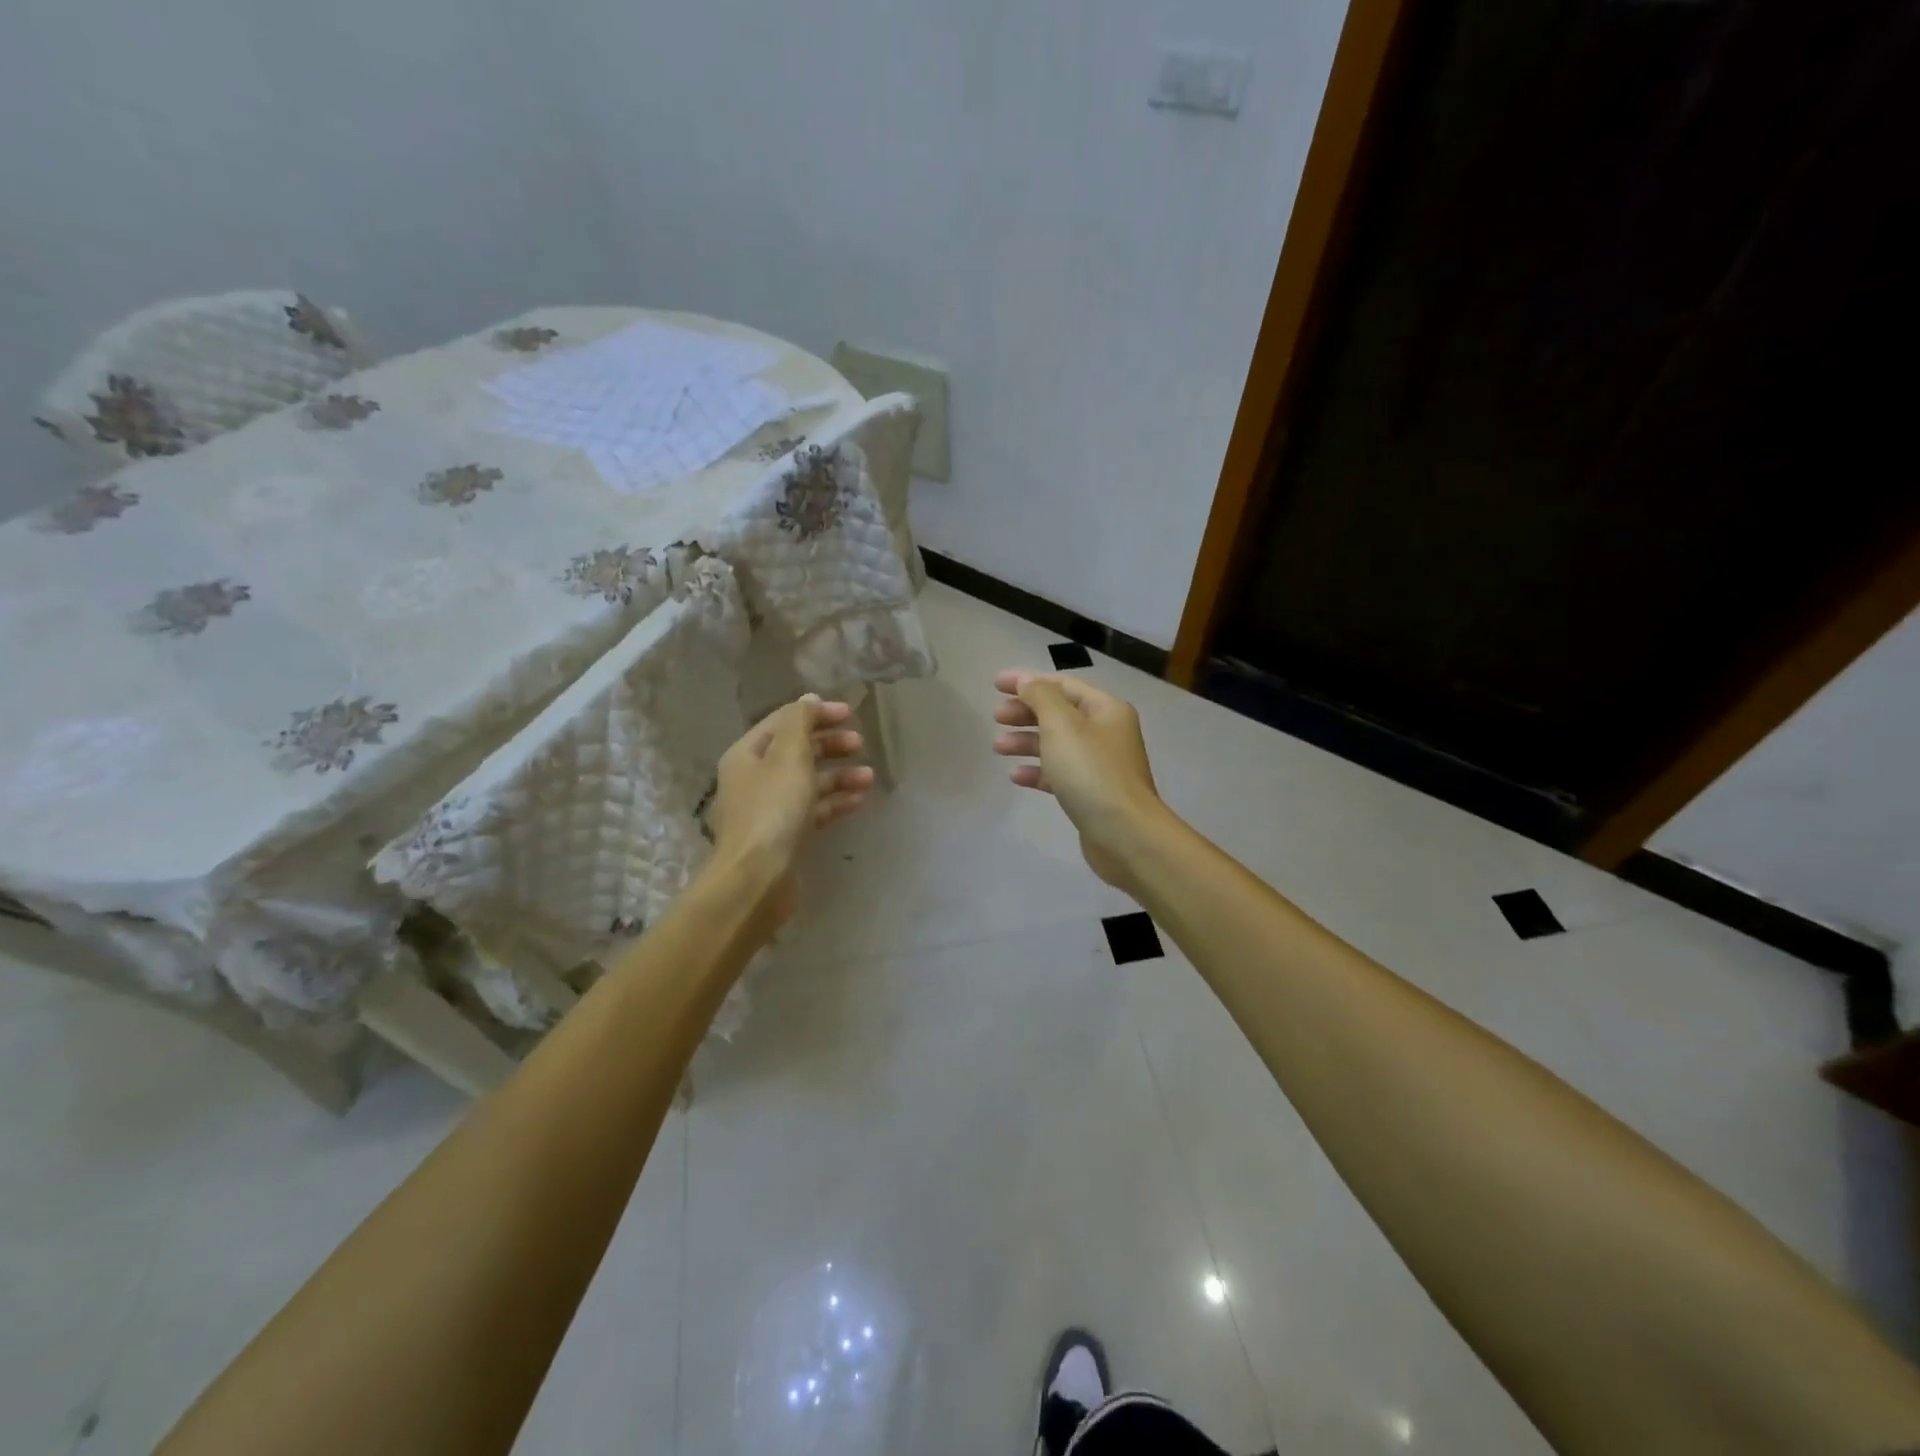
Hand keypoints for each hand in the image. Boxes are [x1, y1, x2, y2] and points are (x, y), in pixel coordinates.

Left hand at [707, 694, 873, 929]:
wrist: (757, 877)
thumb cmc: (773, 809)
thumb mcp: (789, 755)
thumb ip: (801, 722)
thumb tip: (808, 699)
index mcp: (747, 754)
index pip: (783, 722)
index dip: (816, 714)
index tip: (850, 714)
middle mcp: (754, 778)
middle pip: (796, 751)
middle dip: (829, 744)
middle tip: (859, 743)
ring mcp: (769, 809)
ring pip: (808, 782)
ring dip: (838, 775)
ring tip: (869, 776)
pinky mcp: (784, 835)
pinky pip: (813, 810)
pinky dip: (835, 802)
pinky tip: (859, 800)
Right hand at [991, 670, 1165, 889]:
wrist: (1124, 834)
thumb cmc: (1091, 772)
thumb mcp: (1062, 726)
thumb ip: (1041, 698)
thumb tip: (1027, 681)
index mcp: (1106, 709)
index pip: (1063, 685)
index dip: (1028, 681)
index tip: (996, 685)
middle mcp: (1106, 732)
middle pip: (1059, 713)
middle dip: (1026, 712)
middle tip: (996, 716)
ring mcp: (1100, 765)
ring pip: (1057, 744)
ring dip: (1026, 741)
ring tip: (997, 747)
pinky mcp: (1091, 793)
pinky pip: (1059, 773)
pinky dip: (1037, 771)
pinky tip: (1015, 776)